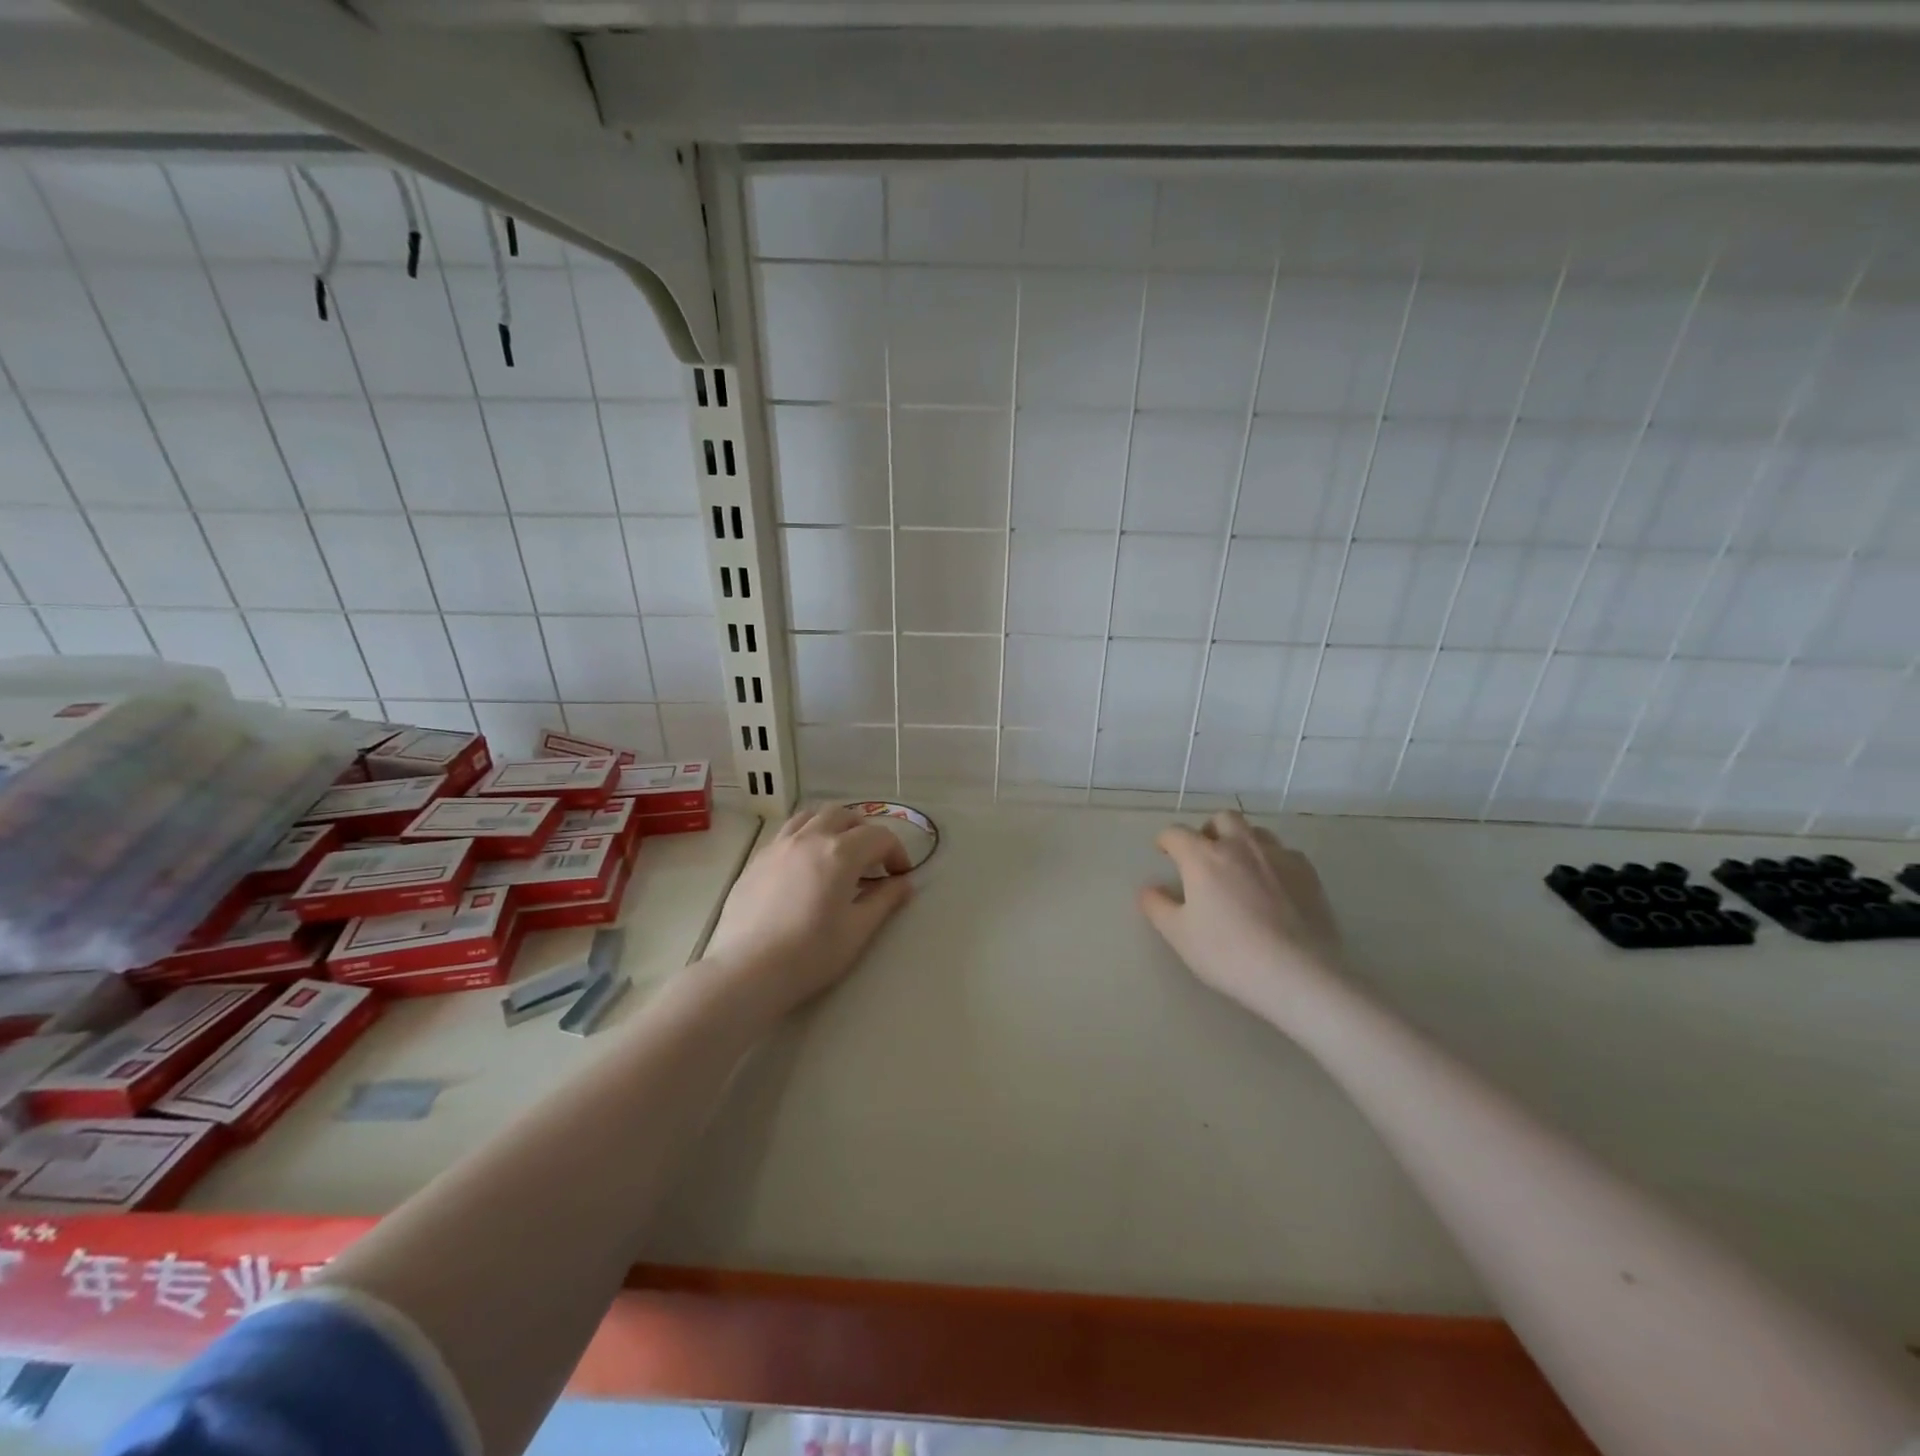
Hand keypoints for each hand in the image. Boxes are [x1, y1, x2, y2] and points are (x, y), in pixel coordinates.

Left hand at [699, 804, 913, 1018]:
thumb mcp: (858, 930)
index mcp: (840, 853)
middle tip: (871, 862)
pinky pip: (787, 833)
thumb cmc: (811, 953)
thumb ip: (884, 900)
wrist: (748, 970)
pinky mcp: (757, 860)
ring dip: (833, 827)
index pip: (879, 836)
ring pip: (812, 817)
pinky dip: (806, 838)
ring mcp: (779, 846)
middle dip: (865, 832)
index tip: (899, 876)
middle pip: (844, 815)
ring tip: (838, 855)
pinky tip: (805, 868)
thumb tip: (904, 883)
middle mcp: (810, 838)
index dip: (897, 852)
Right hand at [1138, 811, 1344, 1025]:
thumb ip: (1157, 906)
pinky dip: (1272, 862)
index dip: (1166, 840)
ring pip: (1256, 832)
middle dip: (1209, 830)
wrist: (1299, 974)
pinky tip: (1274, 886)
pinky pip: (1285, 854)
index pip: (1176, 833)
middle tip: (1204, 855)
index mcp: (1203, 857)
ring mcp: (1278, 857)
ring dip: (1242, 842)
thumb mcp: (1179, 935)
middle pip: (1222, 819)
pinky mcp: (1308, 874)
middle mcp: (1240, 846)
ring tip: (1240, 868)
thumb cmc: (1229, 953)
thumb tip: (1149, 889)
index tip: (1164, 851)